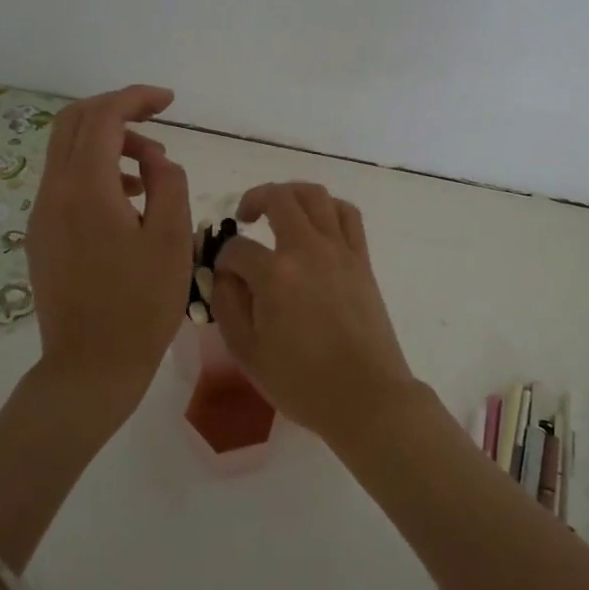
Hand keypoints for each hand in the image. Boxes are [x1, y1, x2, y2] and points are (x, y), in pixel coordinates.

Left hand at [27, 85, 191, 423]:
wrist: (90, 367)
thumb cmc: (141, 305)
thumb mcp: (172, 238)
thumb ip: (167, 183)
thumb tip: (154, 159)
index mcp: (86, 190)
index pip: (102, 117)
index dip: (135, 98)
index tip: (169, 102)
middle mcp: (53, 193)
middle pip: (72, 123)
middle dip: (115, 110)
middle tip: (155, 118)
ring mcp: (42, 215)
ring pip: (67, 151)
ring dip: (107, 142)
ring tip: (150, 167)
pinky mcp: (42, 235)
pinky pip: (65, 182)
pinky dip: (96, 170)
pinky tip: (128, 198)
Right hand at [208, 182, 419, 446]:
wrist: (365, 396)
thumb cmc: (301, 382)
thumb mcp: (247, 352)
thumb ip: (228, 304)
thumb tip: (225, 273)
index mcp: (275, 274)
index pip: (237, 248)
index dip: (223, 260)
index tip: (224, 277)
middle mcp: (308, 249)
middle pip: (278, 198)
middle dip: (254, 199)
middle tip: (245, 216)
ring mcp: (340, 250)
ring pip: (316, 195)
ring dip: (292, 193)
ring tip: (279, 209)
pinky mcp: (362, 259)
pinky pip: (348, 214)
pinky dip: (328, 207)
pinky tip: (317, 223)